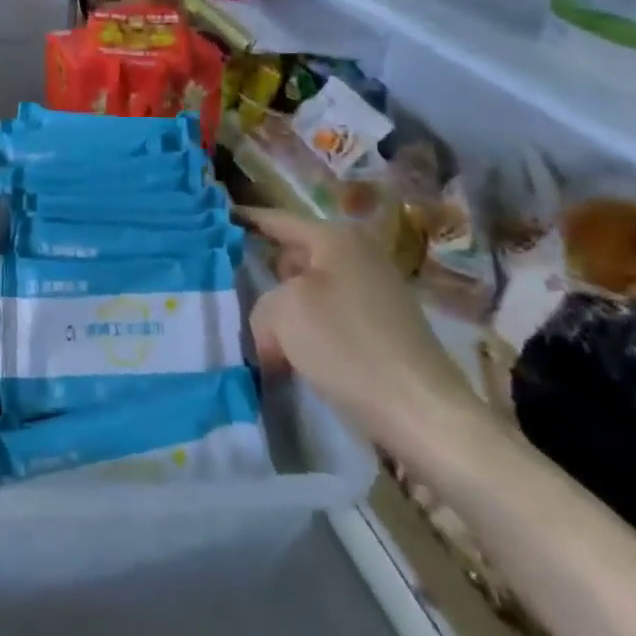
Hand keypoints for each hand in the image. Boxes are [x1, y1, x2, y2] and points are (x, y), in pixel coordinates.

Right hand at [240, 207, 481, 453]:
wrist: (425, 416)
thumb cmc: (349, 349)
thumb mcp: (283, 315)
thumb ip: (261, 304)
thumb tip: (270, 328)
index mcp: (336, 238)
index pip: (275, 219)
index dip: (242, 219)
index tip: (210, 221)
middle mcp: (359, 254)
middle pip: (292, 255)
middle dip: (261, 274)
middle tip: (226, 290)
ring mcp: (375, 291)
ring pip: (309, 289)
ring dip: (283, 308)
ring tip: (255, 330)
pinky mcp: (383, 327)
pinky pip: (329, 315)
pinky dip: (307, 329)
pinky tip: (290, 354)